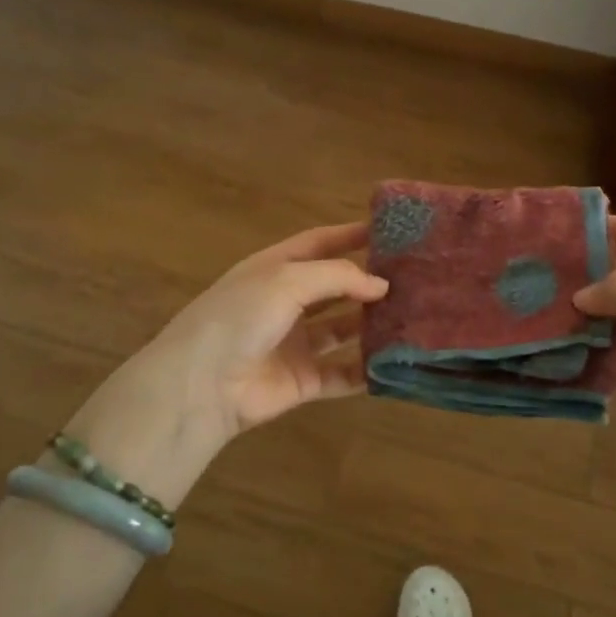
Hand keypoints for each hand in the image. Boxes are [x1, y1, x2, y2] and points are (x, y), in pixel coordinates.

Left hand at [64, 223, 386, 506]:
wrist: (202, 385)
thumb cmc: (242, 316)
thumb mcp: (288, 280)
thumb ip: (339, 277)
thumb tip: (381, 284)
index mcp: (276, 269)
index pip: (320, 243)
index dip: (351, 235)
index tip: (390, 231)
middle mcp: (287, 302)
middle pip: (336, 287)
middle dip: (369, 282)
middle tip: (413, 278)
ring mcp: (296, 342)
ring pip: (343, 329)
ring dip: (372, 325)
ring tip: (413, 317)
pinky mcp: (304, 380)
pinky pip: (342, 374)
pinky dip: (366, 370)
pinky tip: (396, 363)